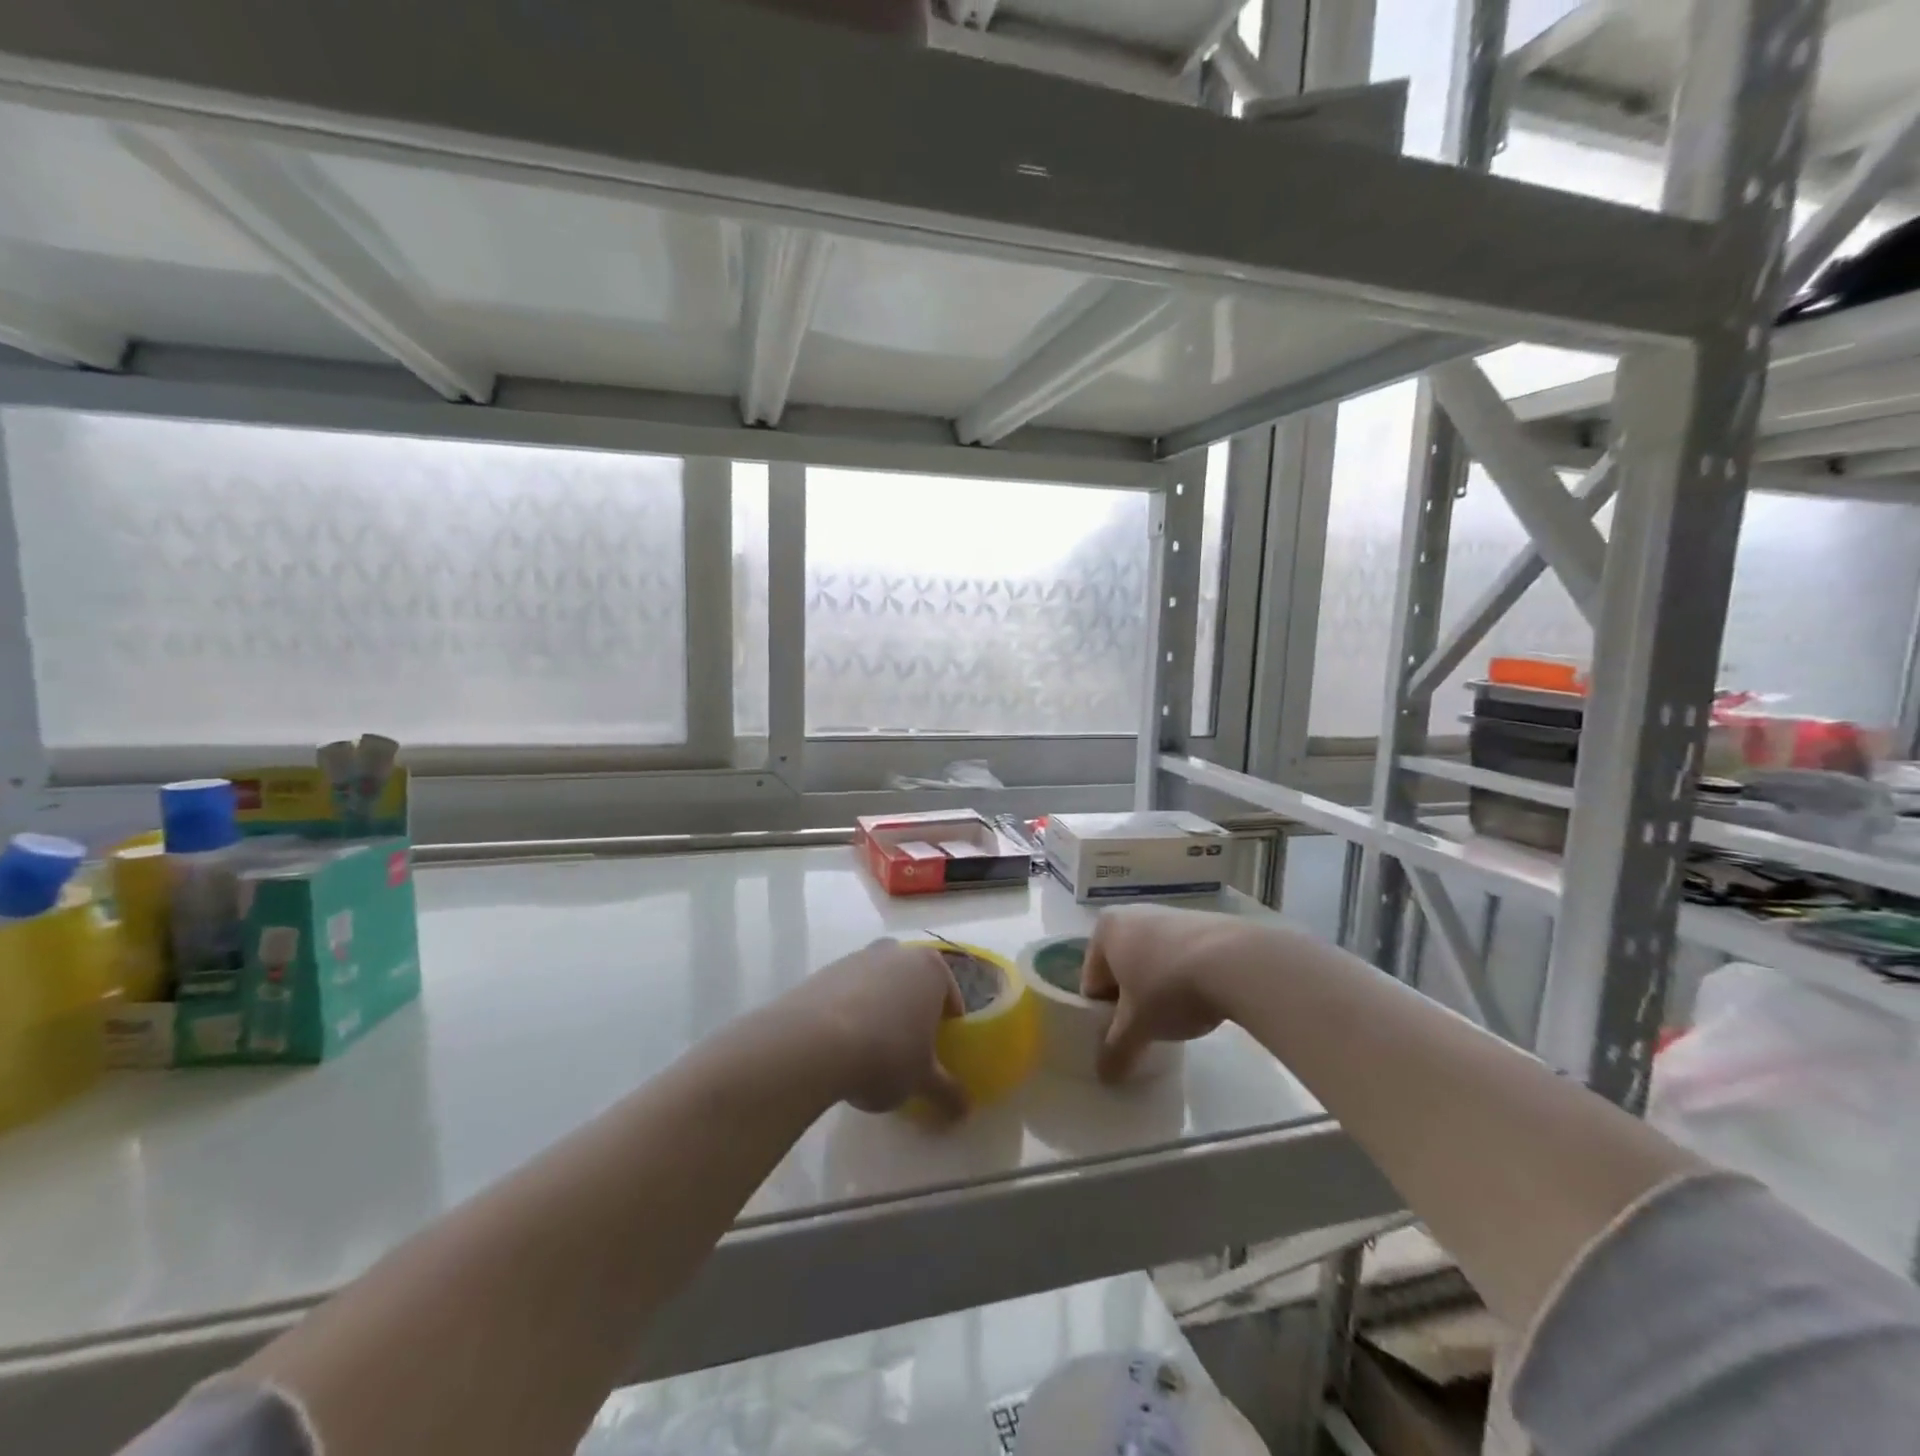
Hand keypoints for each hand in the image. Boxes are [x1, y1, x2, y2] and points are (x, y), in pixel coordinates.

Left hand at [786, 939, 967, 1118]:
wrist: (813, 1042)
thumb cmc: (886, 1053)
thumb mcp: (923, 1080)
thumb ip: (948, 1091)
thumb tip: (965, 1109)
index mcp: (931, 968)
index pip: (950, 995)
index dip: (947, 1025)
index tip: (938, 1052)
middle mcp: (897, 952)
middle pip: (912, 984)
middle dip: (912, 1011)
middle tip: (907, 1049)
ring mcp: (858, 957)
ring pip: (879, 985)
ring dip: (879, 1010)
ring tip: (869, 1050)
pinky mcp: (825, 971)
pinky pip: (847, 993)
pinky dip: (849, 1012)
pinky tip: (841, 1045)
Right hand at [1081, 906, 1252, 1082]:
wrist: (1235, 962)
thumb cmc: (1169, 987)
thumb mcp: (1138, 1027)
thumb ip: (1116, 1051)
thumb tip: (1104, 1076)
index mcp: (1105, 930)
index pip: (1092, 982)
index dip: (1104, 1016)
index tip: (1123, 1037)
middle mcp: (1132, 913)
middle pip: (1121, 969)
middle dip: (1131, 1000)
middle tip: (1149, 1028)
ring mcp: (1169, 914)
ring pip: (1151, 961)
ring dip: (1158, 988)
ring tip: (1178, 1016)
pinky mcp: (1201, 921)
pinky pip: (1180, 955)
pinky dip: (1184, 976)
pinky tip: (1202, 998)